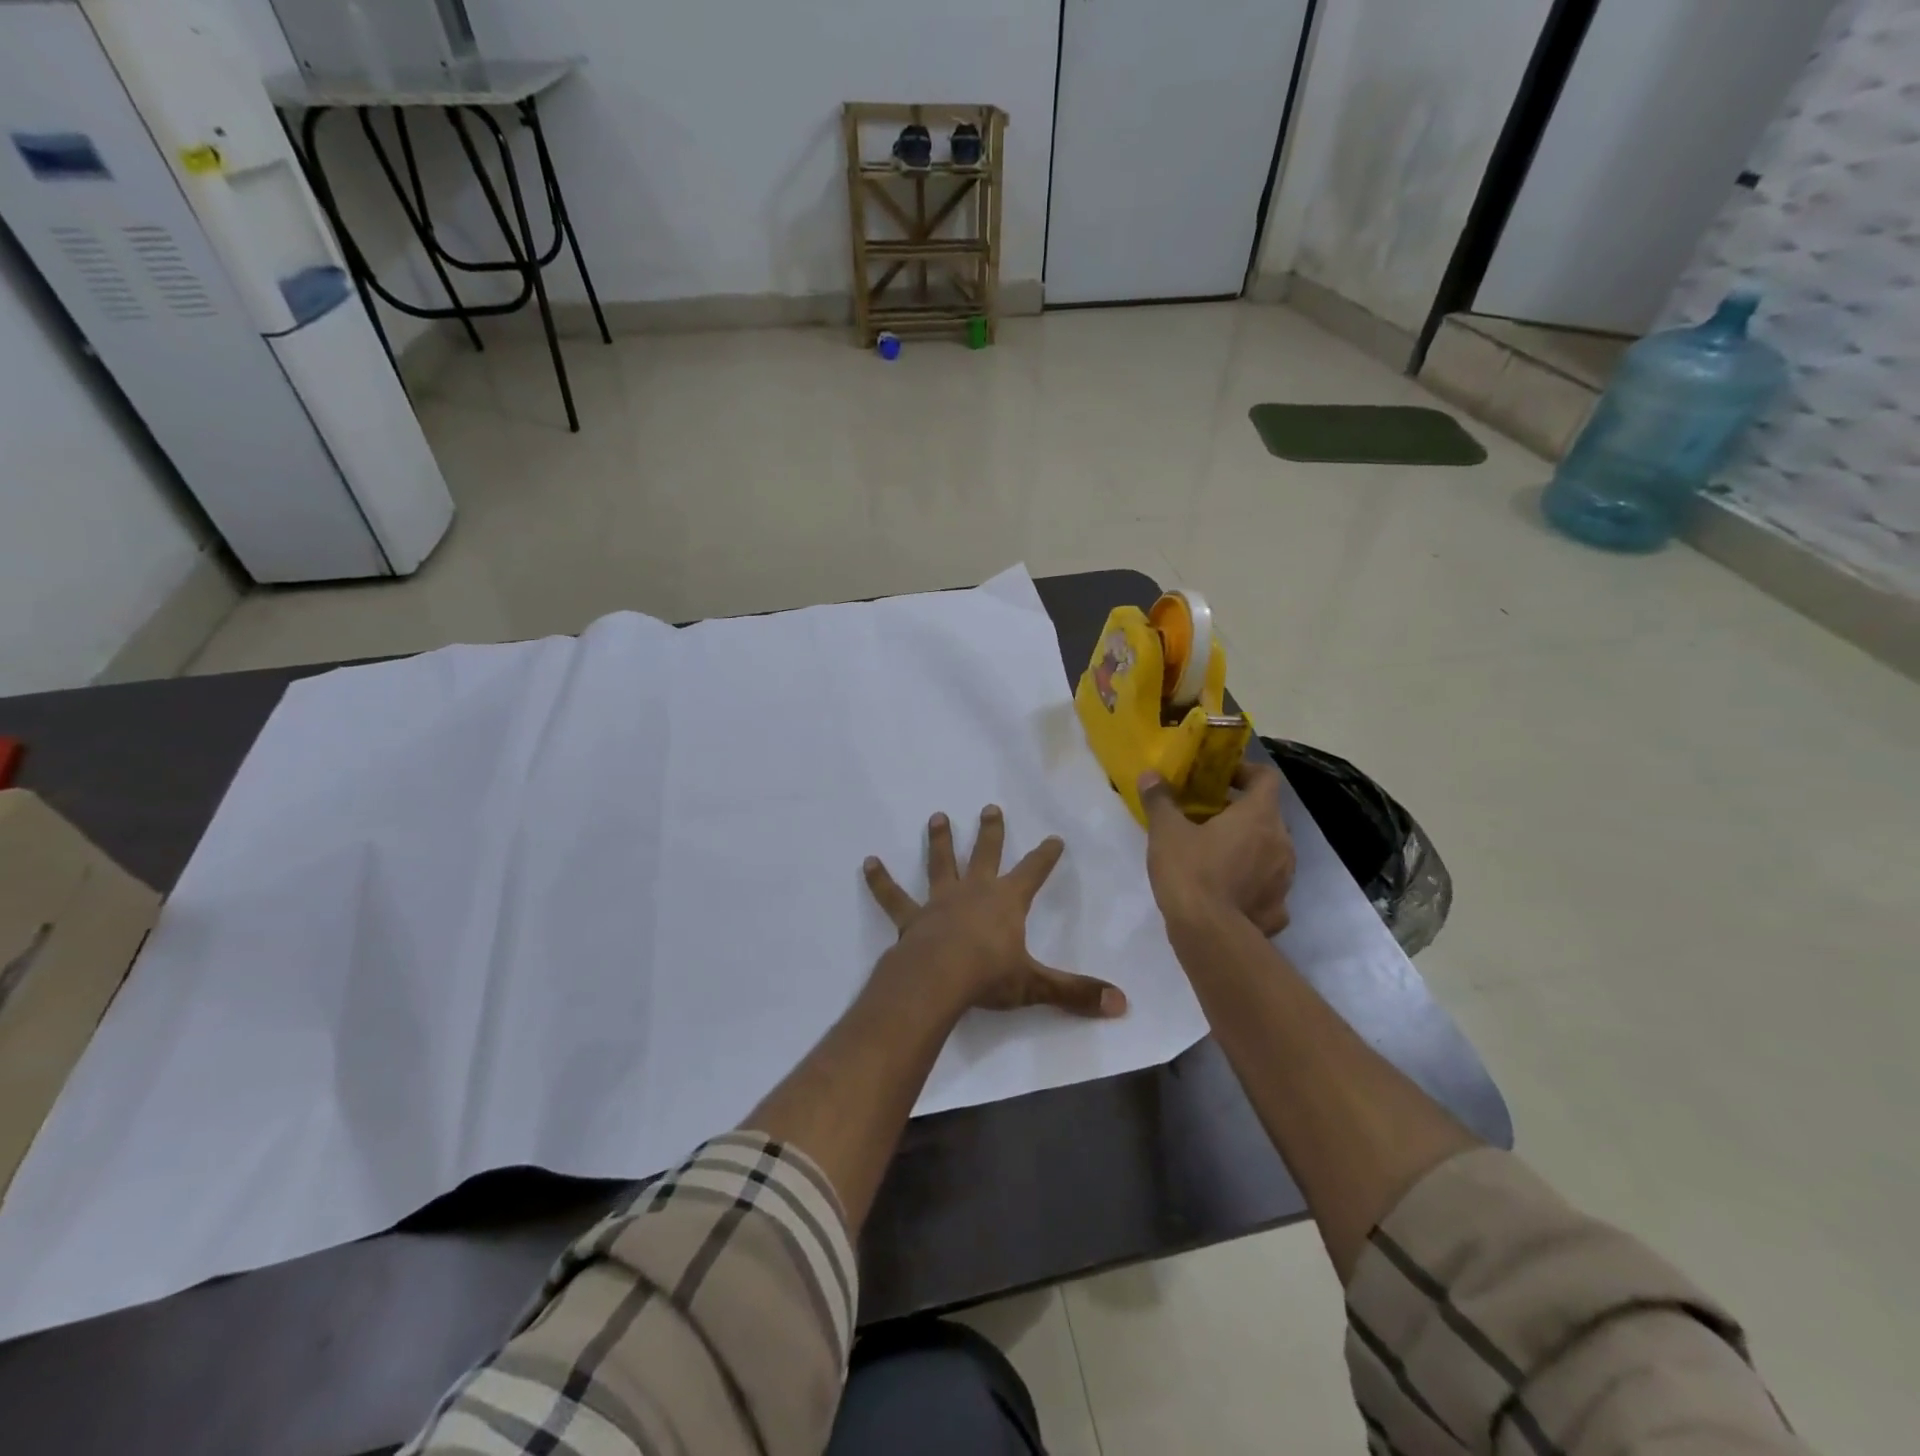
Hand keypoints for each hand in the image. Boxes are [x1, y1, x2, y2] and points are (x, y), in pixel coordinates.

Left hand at [864, 807, 1127, 1018]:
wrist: (937, 979)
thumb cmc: (989, 977)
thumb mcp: (1036, 985)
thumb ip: (1076, 993)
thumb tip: (1122, 1004)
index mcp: (1007, 902)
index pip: (1033, 872)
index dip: (1045, 856)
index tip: (1054, 837)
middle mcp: (975, 891)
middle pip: (985, 854)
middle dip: (991, 832)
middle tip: (990, 807)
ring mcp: (940, 901)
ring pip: (941, 863)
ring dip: (939, 841)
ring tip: (936, 817)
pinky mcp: (912, 917)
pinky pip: (894, 896)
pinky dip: (880, 880)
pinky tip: (867, 862)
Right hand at [1139, 761, 1294, 935]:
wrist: (1210, 935)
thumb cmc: (1190, 871)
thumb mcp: (1166, 832)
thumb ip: (1160, 800)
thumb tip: (1151, 776)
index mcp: (1259, 816)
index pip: (1266, 778)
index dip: (1245, 772)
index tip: (1219, 779)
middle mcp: (1282, 842)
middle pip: (1267, 814)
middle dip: (1240, 813)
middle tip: (1207, 818)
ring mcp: (1285, 878)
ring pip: (1270, 850)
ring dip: (1247, 847)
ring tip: (1215, 855)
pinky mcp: (1279, 909)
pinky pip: (1267, 886)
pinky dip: (1251, 883)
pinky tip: (1228, 891)